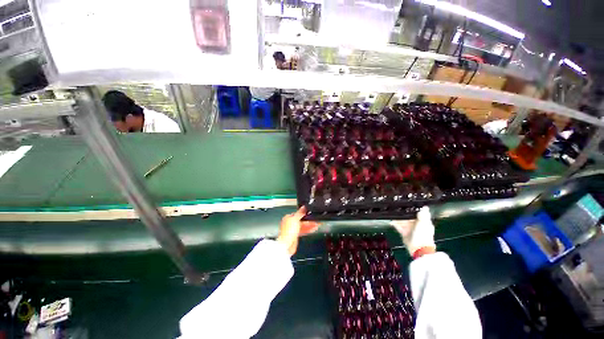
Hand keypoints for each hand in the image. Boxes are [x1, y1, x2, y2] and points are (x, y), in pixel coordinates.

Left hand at [277, 206, 319, 255]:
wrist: (287, 245)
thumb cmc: (289, 230)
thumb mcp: (295, 219)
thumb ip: (300, 213)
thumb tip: (304, 206)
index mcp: (288, 217)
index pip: (297, 214)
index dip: (304, 213)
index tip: (311, 213)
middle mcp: (290, 223)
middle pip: (301, 220)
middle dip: (309, 220)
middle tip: (316, 219)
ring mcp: (293, 230)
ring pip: (303, 226)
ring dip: (310, 225)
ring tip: (317, 224)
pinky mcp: (296, 235)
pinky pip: (303, 231)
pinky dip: (308, 230)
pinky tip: (314, 229)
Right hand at [391, 206, 435, 255]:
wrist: (418, 248)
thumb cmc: (423, 235)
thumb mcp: (424, 223)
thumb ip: (423, 215)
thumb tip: (425, 207)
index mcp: (424, 222)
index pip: (418, 214)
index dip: (413, 210)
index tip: (407, 205)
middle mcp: (417, 225)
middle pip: (409, 217)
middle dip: (403, 214)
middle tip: (397, 208)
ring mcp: (410, 229)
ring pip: (403, 221)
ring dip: (398, 218)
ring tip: (392, 213)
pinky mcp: (404, 233)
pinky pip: (399, 227)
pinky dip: (395, 224)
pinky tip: (391, 221)